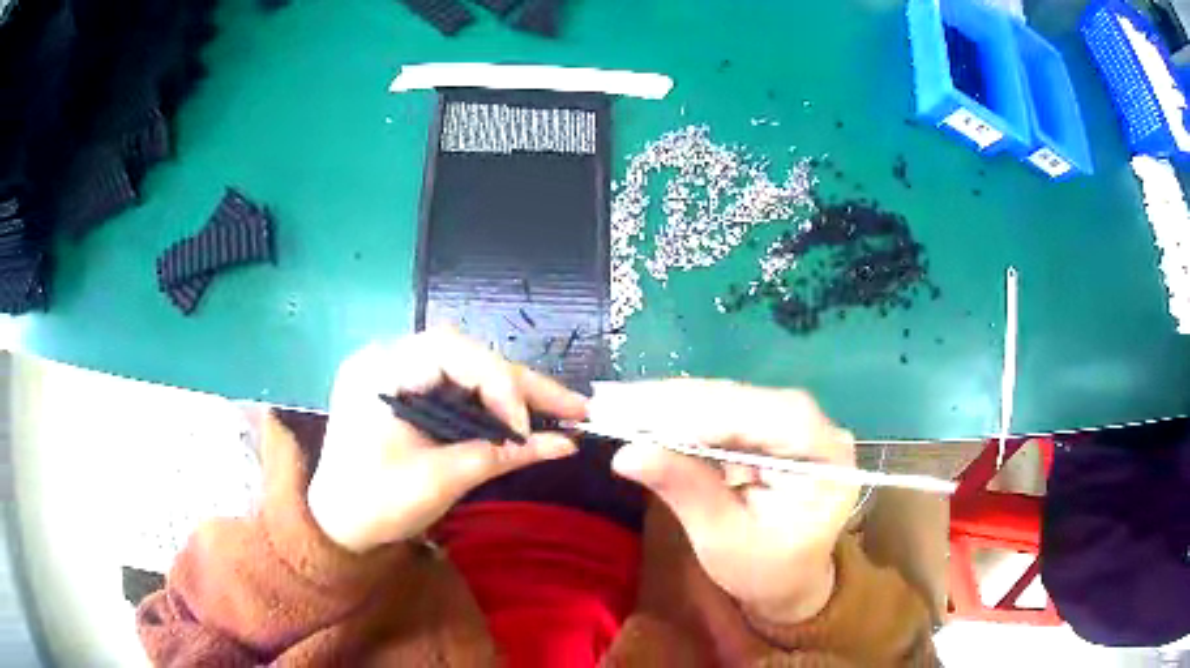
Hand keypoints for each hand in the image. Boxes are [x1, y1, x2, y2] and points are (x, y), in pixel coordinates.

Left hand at [308, 329, 587, 552]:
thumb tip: (565, 445)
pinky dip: (492, 407)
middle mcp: (390, 359)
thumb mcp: (439, 481)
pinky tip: (526, 419)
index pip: (452, 352)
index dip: (498, 384)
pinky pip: (458, 390)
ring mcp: (400, 375)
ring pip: (470, 372)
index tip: (524, 429)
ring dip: (516, 394)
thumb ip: (500, 455)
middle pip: (469, 358)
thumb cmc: (375, 504)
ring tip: (566, 410)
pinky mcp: (410, 394)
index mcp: (381, 370)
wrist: (336, 525)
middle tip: (576, 406)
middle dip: (522, 385)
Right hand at [600, 380, 858, 624]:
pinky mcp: (770, 428)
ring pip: (731, 399)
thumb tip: (628, 453)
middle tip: (616, 401)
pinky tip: (645, 411)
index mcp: (826, 459)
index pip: (769, 418)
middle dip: (679, 402)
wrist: (788, 579)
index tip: (642, 413)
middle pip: (747, 400)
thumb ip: (686, 491)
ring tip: (620, 403)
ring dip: (674, 402)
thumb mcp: (724, 540)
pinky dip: (682, 413)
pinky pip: (723, 411)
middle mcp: (817, 428)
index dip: (705, 412)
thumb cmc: (765, 571)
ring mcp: (794, 424)